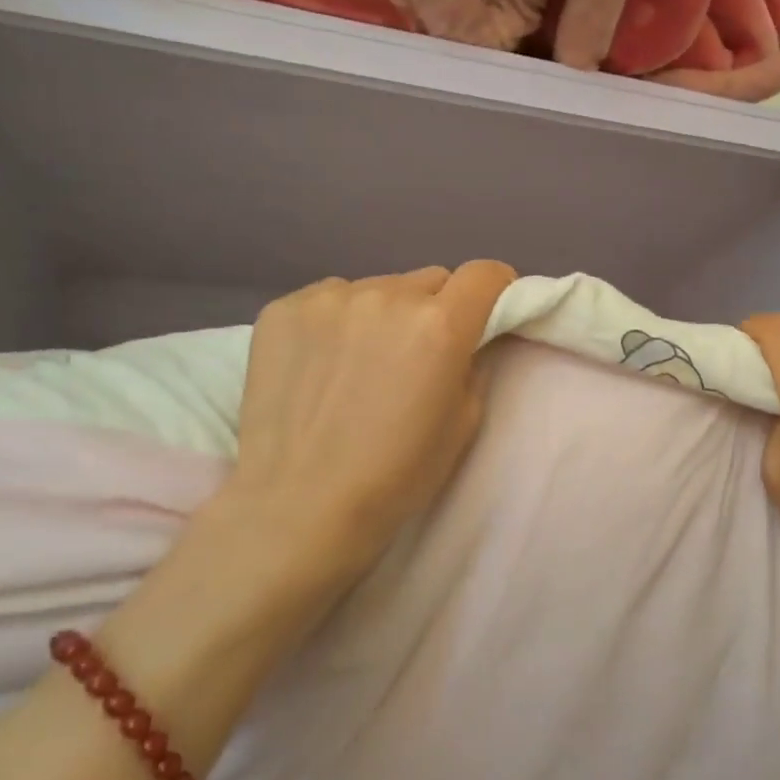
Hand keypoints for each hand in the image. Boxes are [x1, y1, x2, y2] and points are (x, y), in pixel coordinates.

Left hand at [194, 262, 516, 620]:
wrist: (299, 505)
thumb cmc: (396, 475)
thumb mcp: (464, 424)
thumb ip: (473, 365)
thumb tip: (466, 342)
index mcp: (439, 325)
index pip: (484, 274)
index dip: (497, 287)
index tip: (491, 309)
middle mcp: (387, 296)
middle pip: (431, 280)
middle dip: (438, 307)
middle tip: (422, 351)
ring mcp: (328, 299)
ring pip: (379, 288)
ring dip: (386, 314)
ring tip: (364, 362)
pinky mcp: (282, 309)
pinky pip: (331, 299)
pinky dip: (339, 321)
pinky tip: (324, 363)